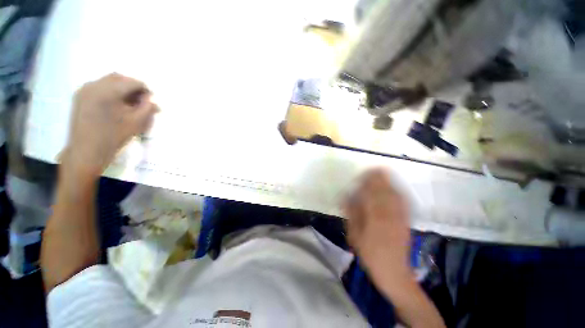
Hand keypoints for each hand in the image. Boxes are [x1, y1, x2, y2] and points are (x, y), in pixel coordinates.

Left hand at [63, 73, 157, 177]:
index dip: (145, 90)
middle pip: (120, 78)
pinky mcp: (79, 96)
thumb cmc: (113, 138)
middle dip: (133, 87)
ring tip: (129, 104)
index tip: (150, 102)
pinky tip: (115, 106)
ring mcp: (84, 90)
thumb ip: (147, 109)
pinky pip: (99, 87)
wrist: (86, 152)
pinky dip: (110, 92)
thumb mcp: (136, 123)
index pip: (133, 82)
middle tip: (141, 102)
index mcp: (109, 91)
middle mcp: (94, 85)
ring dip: (122, 89)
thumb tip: (153, 101)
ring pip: (108, 81)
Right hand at [344, 169, 410, 282]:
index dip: (366, 181)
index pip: (370, 193)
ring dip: (389, 181)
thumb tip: (347, 197)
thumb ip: (351, 214)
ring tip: (382, 172)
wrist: (393, 271)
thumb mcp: (354, 235)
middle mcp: (389, 214)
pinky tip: (394, 187)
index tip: (360, 174)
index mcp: (374, 218)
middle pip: (385, 190)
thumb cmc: (369, 253)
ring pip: (395, 193)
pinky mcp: (406, 220)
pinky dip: (398, 190)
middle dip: (378, 177)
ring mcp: (400, 217)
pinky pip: (404, 201)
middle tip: (371, 169)